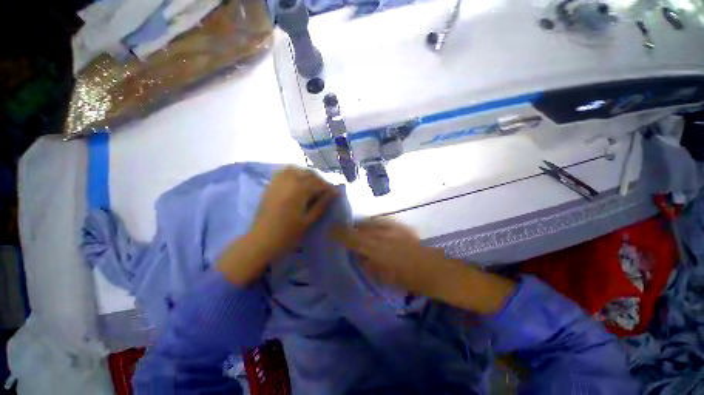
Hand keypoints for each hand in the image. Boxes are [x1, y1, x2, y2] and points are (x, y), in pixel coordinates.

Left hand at [218, 166, 336, 285]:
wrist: (262, 240)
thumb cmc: (288, 234)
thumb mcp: (308, 220)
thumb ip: (322, 204)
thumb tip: (334, 193)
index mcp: (298, 192)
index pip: (318, 183)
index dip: (328, 187)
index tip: (336, 192)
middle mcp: (288, 182)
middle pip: (308, 174)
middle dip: (319, 180)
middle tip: (326, 190)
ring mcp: (277, 182)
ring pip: (296, 170)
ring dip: (307, 174)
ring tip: (313, 183)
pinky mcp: (271, 185)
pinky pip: (283, 172)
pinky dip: (293, 172)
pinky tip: (298, 180)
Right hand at [333, 219, 515, 313]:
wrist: (440, 271)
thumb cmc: (414, 280)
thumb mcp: (388, 277)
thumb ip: (370, 264)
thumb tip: (358, 255)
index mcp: (381, 250)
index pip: (356, 239)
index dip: (342, 234)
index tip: (331, 231)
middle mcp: (386, 235)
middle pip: (363, 228)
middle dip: (350, 229)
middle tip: (342, 232)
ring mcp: (395, 229)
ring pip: (372, 224)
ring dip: (362, 227)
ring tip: (355, 230)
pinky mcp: (402, 228)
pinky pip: (382, 223)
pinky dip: (374, 226)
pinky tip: (372, 229)